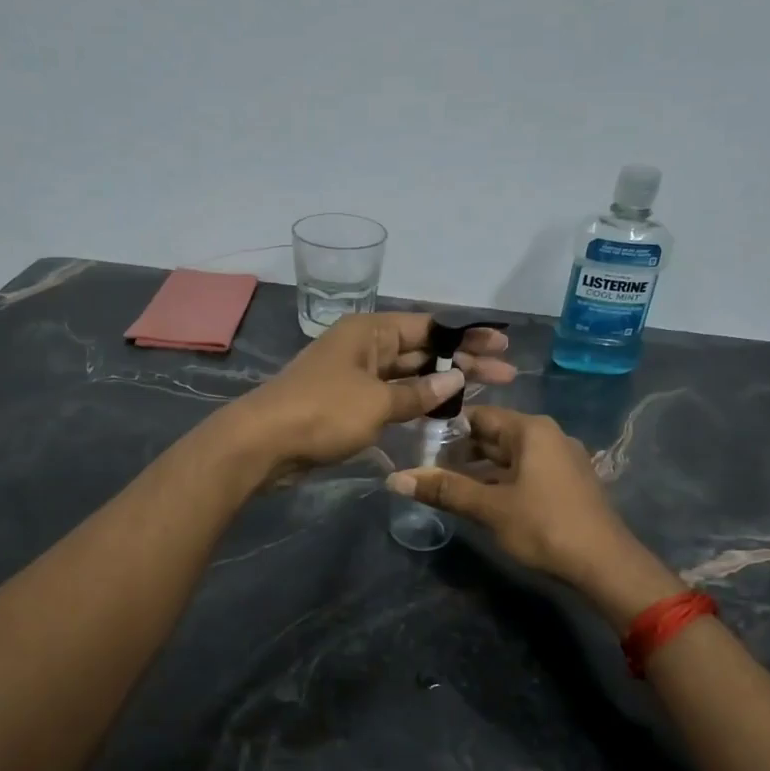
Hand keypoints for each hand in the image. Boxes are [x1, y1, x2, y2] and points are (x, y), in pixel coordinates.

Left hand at [227, 313, 514, 477]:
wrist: (263, 443)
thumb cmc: (322, 412)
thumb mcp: (377, 401)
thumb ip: (418, 394)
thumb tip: (457, 379)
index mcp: (370, 331)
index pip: (430, 327)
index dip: (468, 336)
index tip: (502, 345)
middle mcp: (365, 347)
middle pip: (423, 351)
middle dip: (463, 362)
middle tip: (507, 374)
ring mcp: (355, 376)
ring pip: (409, 376)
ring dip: (443, 385)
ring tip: (485, 393)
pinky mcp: (348, 404)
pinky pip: (392, 397)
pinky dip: (417, 404)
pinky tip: (444, 414)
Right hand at [388, 407, 680, 625]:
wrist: (605, 564)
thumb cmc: (544, 526)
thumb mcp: (489, 508)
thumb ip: (444, 490)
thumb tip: (395, 479)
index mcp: (531, 430)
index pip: (479, 416)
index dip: (447, 429)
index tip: (418, 444)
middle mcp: (549, 435)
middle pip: (495, 434)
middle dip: (462, 450)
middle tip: (427, 468)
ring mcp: (562, 458)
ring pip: (511, 455)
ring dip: (481, 468)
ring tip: (448, 486)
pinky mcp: (569, 482)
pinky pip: (527, 470)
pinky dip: (503, 479)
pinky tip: (484, 499)